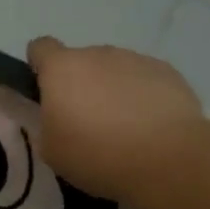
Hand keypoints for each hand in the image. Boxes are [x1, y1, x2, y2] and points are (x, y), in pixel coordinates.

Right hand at [26, 37, 204, 203]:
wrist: (169, 160)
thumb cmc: (97, 154)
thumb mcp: (52, 150)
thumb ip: (46, 124)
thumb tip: (55, 115)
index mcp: (62, 68)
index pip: (41, 48)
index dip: (40, 66)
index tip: (46, 91)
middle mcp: (97, 54)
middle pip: (81, 61)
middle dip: (81, 84)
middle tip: (87, 121)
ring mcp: (136, 60)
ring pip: (115, 70)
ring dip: (113, 89)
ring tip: (124, 126)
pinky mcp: (169, 73)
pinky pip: (145, 80)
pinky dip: (143, 96)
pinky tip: (151, 126)